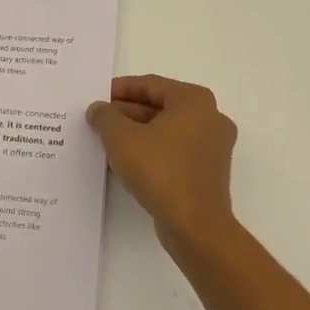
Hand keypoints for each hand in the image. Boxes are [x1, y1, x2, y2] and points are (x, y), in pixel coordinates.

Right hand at [88, 75, 237, 249]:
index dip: (120, 89)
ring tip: (106, 140)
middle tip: (98, 119)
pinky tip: (125, 161)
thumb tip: (98, 109)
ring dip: (136, 133)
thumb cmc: (159, 170)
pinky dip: (150, 151)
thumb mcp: (121, 138)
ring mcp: (212, 147)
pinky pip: (174, 152)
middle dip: (126, 112)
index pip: (150, 84)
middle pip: (160, 107)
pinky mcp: (207, 172)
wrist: (194, 225)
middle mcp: (210, 118)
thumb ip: (105, 117)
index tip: (97, 96)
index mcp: (194, 101)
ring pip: (166, 131)